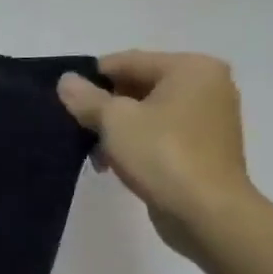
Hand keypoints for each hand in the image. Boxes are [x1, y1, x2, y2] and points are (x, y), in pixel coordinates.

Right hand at [58, 52, 254, 251]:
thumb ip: (87, 98)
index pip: (128, 61)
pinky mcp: (204, 148)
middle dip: (105, 106)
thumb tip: (66, 81)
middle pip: (139, 85)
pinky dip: (136, 143)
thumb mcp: (115, 121)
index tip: (63, 99)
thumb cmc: (162, 155)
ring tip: (93, 152)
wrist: (206, 213)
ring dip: (117, 129)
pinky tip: (113, 164)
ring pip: (148, 112)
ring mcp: (209, 118)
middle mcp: (207, 85)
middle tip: (76, 127)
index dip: (91, 78)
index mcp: (191, 68)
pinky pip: (161, 134)